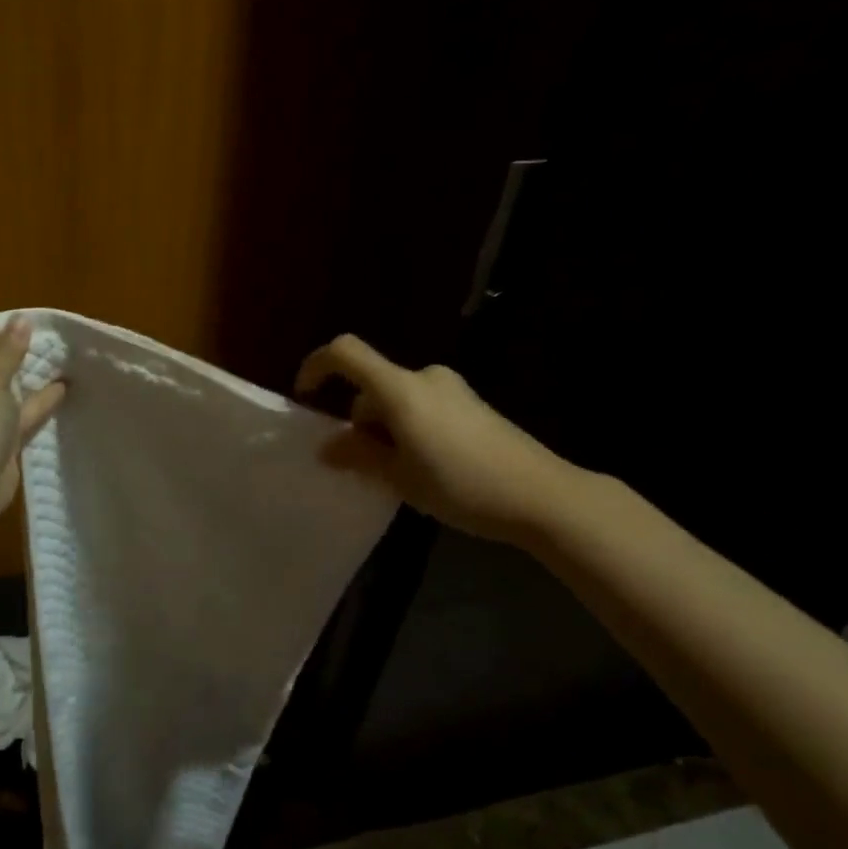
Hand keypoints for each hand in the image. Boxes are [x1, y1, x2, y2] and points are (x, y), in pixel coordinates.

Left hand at [0, 317, 65, 514]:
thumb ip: (9, 349)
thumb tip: (21, 319)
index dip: (3, 325)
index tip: (36, 319)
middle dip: (21, 350)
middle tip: (54, 338)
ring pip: (7, 388)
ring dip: (31, 376)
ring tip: (63, 359)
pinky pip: (19, 413)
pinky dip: (38, 401)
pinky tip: (63, 389)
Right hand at [296, 334, 577, 543]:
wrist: (542, 495)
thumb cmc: (461, 485)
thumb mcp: (400, 478)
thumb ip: (358, 456)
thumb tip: (327, 447)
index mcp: (401, 389)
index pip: (346, 353)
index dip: (317, 366)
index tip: (305, 397)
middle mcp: (425, 378)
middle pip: (372, 386)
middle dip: (358, 422)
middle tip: (363, 468)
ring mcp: (452, 389)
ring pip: (397, 400)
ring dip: (385, 430)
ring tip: (399, 476)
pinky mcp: (472, 405)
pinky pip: (422, 407)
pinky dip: (408, 429)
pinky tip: (426, 469)